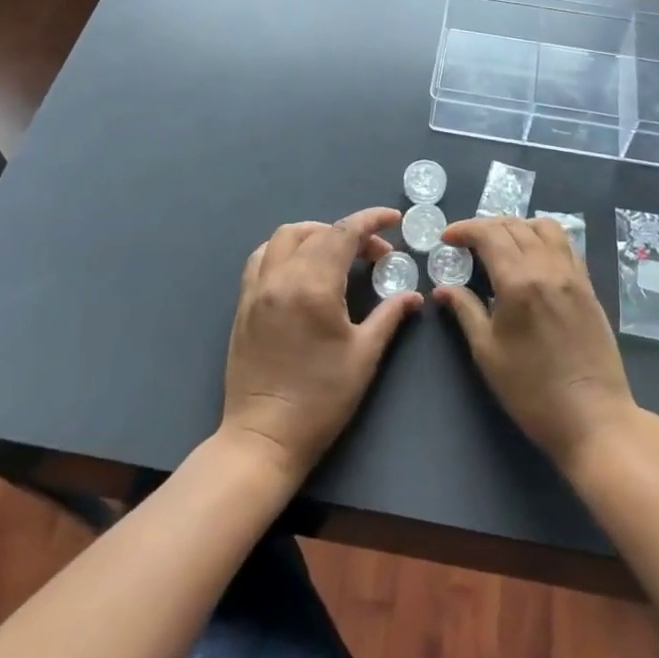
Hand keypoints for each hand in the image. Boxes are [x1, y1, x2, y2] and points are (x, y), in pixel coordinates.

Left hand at [220, 209, 421, 485]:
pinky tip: (301, 266)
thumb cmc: (320, 400)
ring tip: (338, 252)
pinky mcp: (244, 303)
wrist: (264, 438)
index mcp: (313, 286)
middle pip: (317, 232)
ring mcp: (257, 288)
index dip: (372, 220)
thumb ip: (389, 315)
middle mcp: (281, 277)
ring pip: (285, 237)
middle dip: (350, 232)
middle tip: (376, 254)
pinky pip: (262, 257)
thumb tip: (414, 295)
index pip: (344, 233)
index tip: (394, 219)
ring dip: (315, 234)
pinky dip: (285, 249)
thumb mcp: (364, 356)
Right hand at [434, 217, 637, 471]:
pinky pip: (565, 245)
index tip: (446, 238)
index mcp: (519, 280)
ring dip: (518, 226)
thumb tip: (443, 288)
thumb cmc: (532, 391)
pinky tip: (532, 258)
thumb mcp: (488, 353)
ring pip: (544, 227)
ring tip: (501, 244)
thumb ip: (465, 311)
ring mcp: (573, 274)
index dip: (464, 229)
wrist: (593, 417)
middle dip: (486, 226)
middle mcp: (548, 267)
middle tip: (467, 243)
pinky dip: (543, 238)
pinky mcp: (588, 286)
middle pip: (514, 226)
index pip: (489, 234)